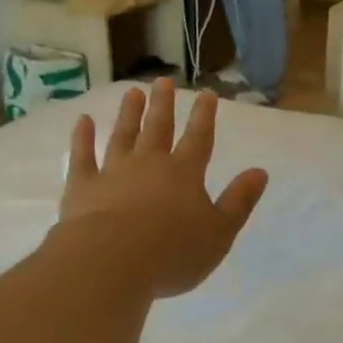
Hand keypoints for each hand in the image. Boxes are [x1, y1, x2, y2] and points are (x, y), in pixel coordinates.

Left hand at [56, 82, 268, 298]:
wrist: (111, 261)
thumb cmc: (173, 252)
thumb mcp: (219, 233)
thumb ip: (239, 201)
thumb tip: (260, 172)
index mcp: (184, 174)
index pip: (199, 139)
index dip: (204, 117)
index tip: (207, 95)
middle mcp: (149, 164)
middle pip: (158, 128)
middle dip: (163, 105)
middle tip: (163, 81)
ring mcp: (113, 171)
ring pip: (123, 135)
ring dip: (129, 114)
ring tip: (133, 93)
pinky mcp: (82, 185)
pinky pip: (82, 155)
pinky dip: (82, 137)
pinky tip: (83, 120)